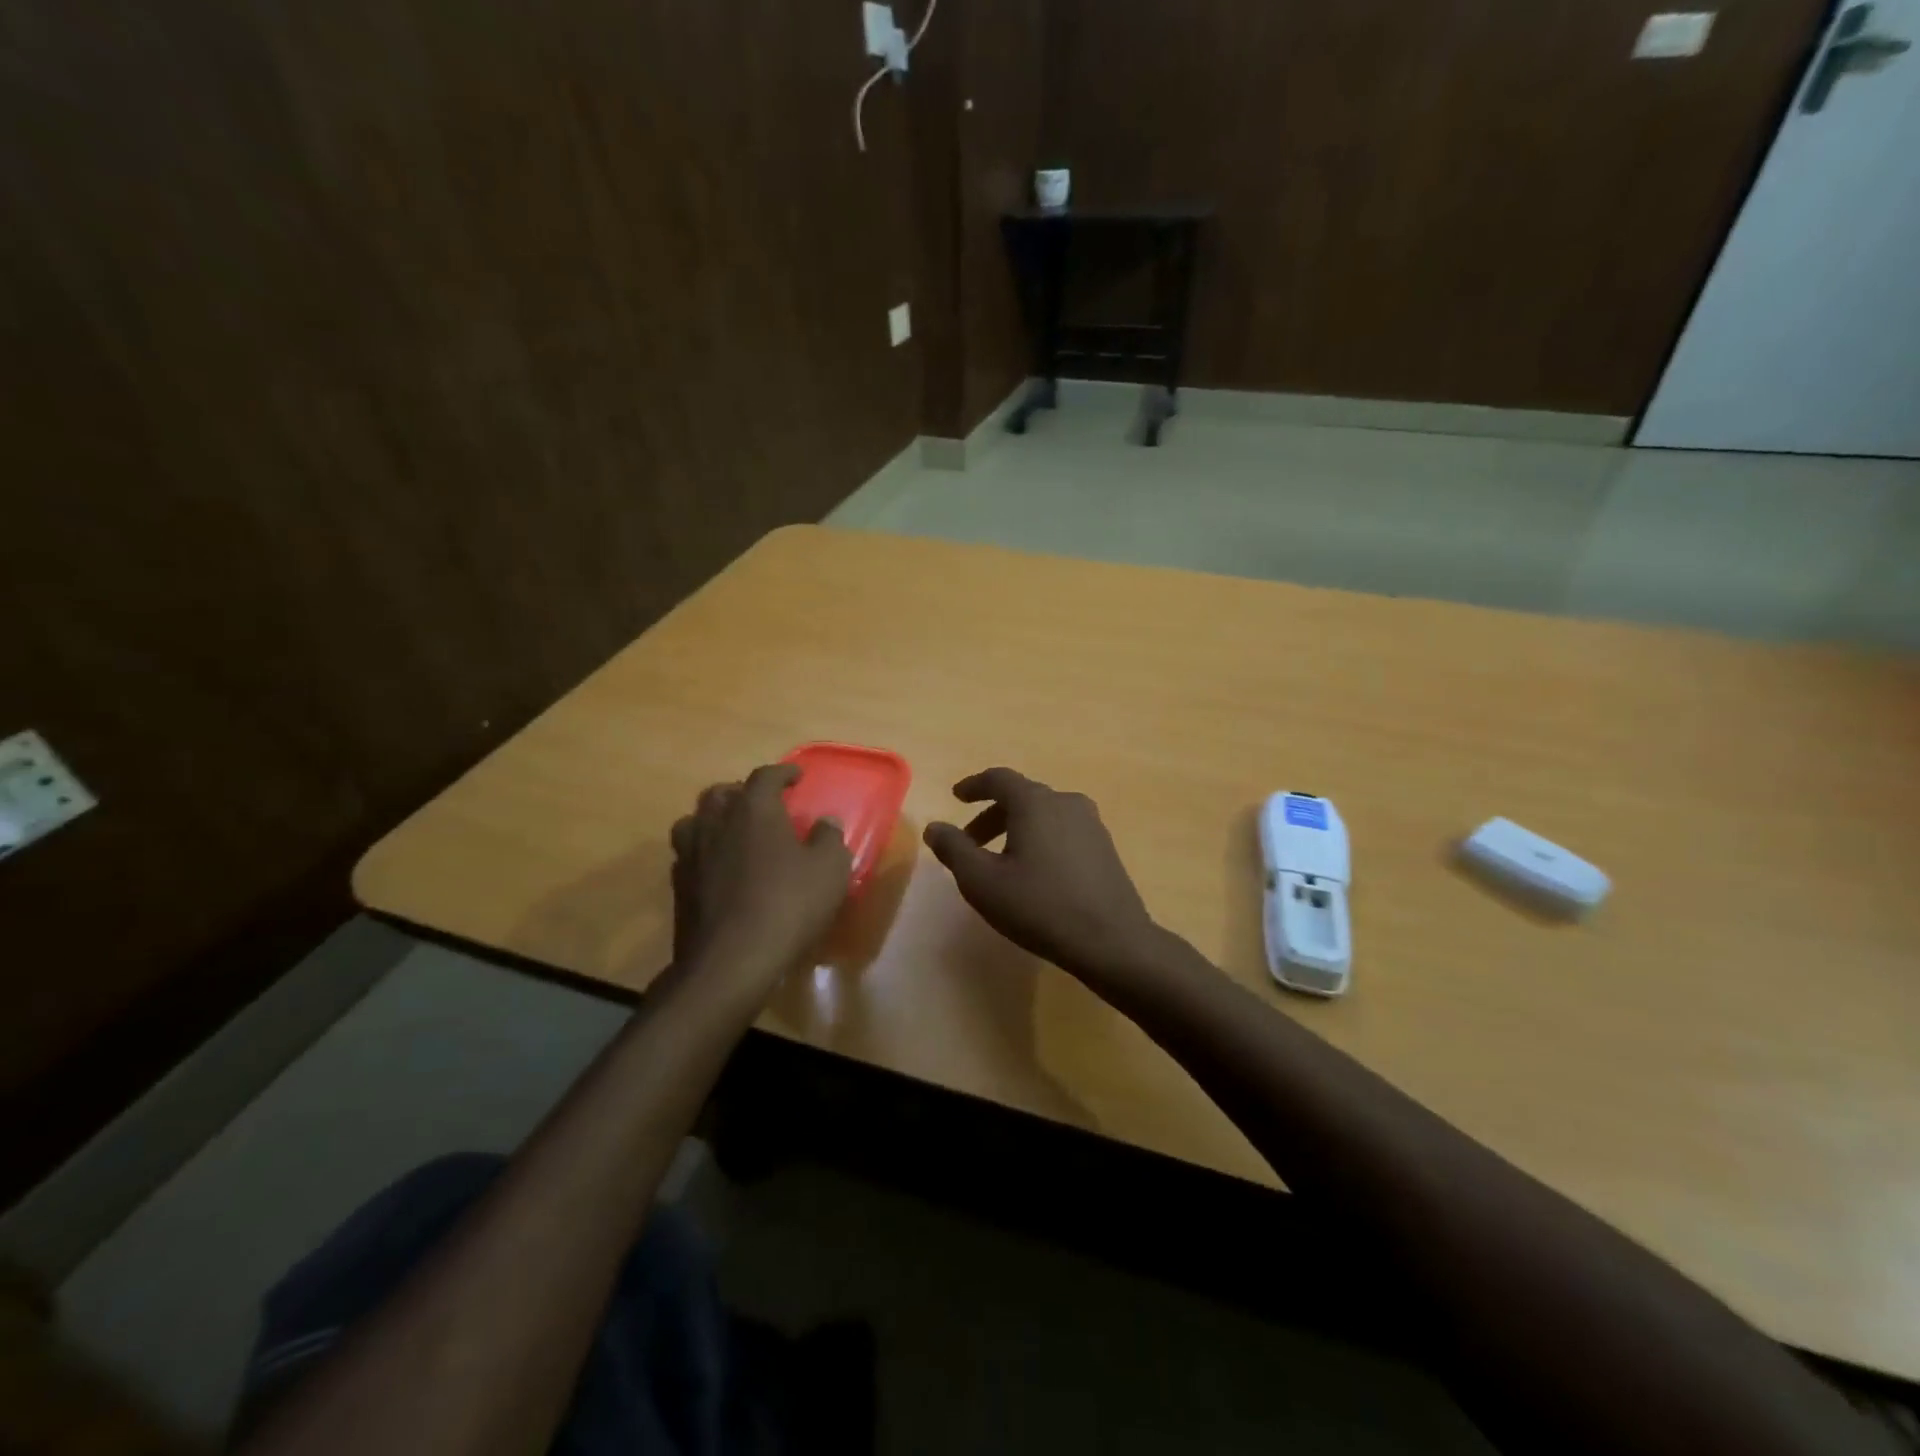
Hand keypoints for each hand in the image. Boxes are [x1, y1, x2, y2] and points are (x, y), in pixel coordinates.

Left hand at [671, 764, 851, 990]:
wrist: (731, 961)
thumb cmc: (788, 905)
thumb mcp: (829, 870)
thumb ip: (829, 839)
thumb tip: (825, 822)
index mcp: (753, 809)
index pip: (765, 776)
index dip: (782, 772)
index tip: (796, 776)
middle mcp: (715, 821)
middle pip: (721, 793)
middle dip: (742, 792)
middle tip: (763, 804)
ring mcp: (690, 853)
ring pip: (696, 820)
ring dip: (715, 819)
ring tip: (733, 832)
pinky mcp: (678, 885)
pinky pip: (689, 854)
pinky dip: (704, 852)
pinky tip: (718, 868)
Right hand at [923, 767, 1158, 978]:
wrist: (1111, 940)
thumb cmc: (1039, 906)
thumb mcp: (982, 882)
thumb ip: (954, 849)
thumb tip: (935, 827)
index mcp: (1035, 802)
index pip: (999, 779)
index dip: (974, 785)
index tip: (957, 797)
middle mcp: (1066, 802)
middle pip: (1022, 797)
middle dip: (991, 815)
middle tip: (970, 842)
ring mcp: (1091, 824)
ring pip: (1044, 815)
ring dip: (1016, 829)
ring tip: (1000, 861)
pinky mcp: (1105, 848)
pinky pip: (1063, 831)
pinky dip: (1040, 840)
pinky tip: (1035, 873)